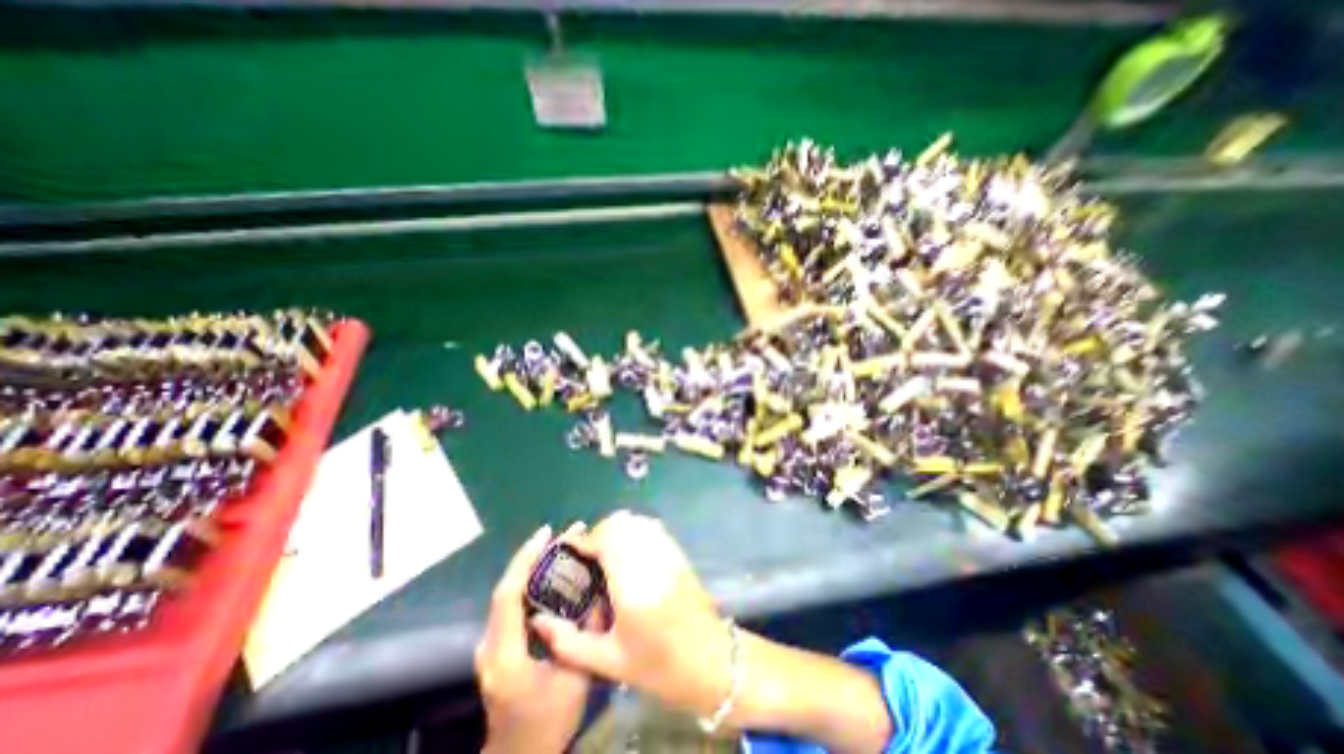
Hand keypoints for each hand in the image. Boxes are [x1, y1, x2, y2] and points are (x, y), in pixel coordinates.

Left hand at [479, 523, 591, 752]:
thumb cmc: (548, 722)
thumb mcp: (576, 678)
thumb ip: (585, 633)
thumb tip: (597, 591)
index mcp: (506, 654)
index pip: (508, 595)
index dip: (525, 560)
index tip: (546, 534)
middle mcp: (490, 644)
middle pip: (508, 587)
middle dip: (536, 554)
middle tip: (567, 533)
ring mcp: (490, 644)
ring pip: (509, 592)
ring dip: (535, 565)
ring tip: (564, 545)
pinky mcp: (497, 643)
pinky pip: (513, 602)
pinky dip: (532, 580)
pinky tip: (553, 571)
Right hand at [534, 512, 732, 718]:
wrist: (708, 659)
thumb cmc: (657, 665)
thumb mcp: (609, 662)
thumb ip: (569, 642)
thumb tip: (540, 621)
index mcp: (632, 585)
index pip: (605, 541)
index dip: (585, 540)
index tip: (572, 550)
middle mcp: (651, 560)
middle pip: (619, 524)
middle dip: (598, 533)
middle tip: (588, 555)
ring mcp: (667, 552)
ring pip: (636, 521)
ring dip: (616, 529)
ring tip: (606, 551)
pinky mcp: (678, 551)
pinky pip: (651, 526)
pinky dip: (634, 529)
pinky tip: (629, 550)